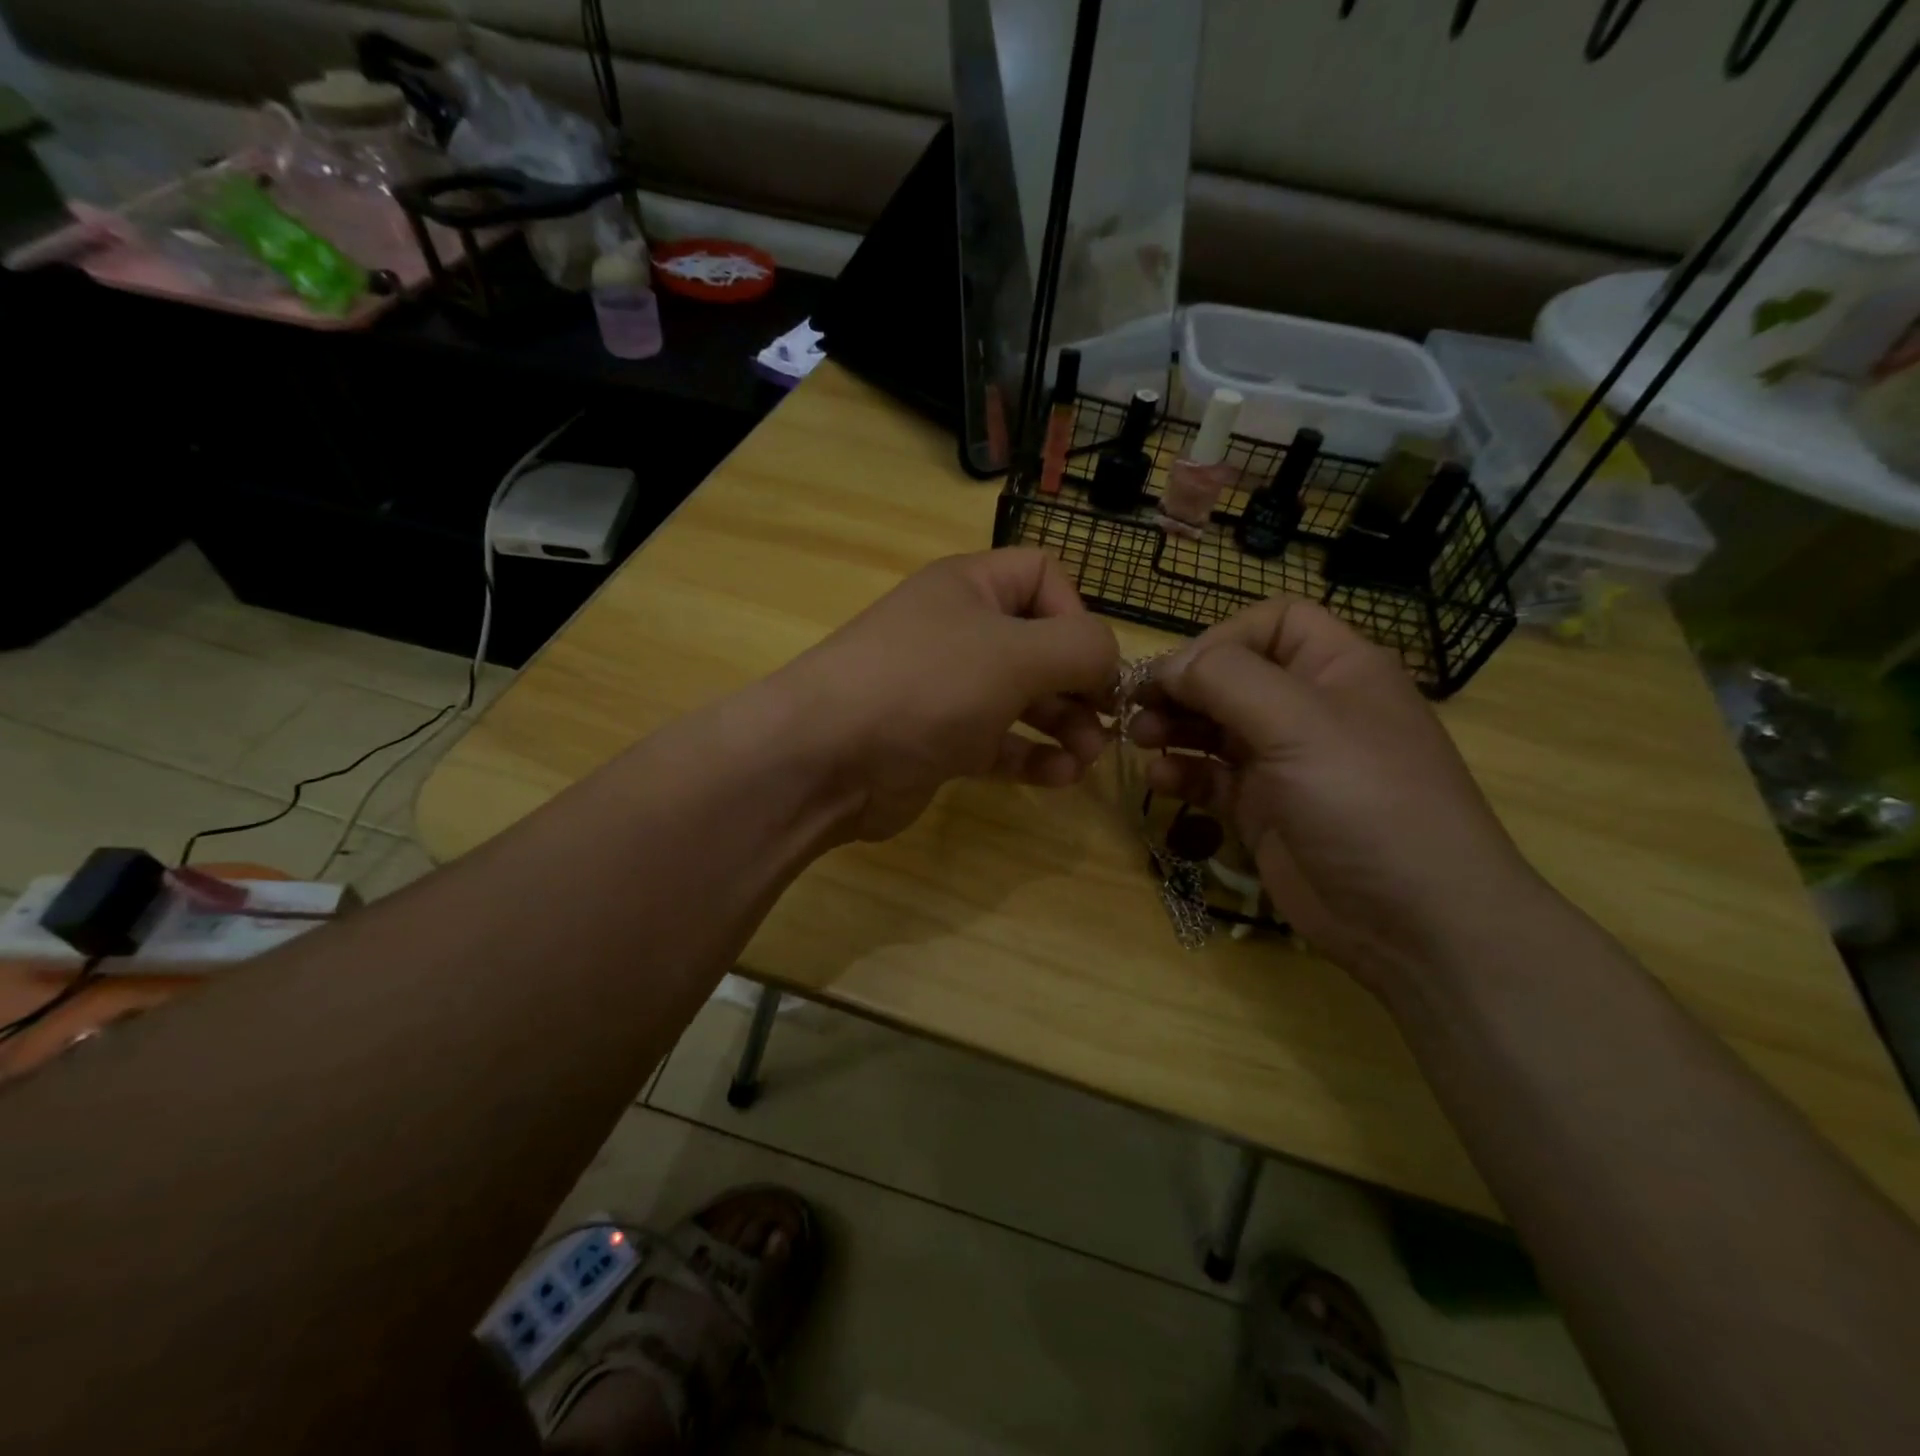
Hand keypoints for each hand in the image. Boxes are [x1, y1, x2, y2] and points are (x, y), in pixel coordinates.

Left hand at [776, 549, 1118, 841]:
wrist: (825, 757)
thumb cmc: (926, 685)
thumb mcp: (1016, 653)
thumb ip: (1081, 647)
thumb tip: (1109, 662)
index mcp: (971, 587)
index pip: (1044, 578)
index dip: (1078, 615)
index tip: (1093, 663)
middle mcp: (959, 631)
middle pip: (1040, 645)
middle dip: (1080, 683)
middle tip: (1107, 725)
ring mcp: (947, 689)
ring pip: (1023, 699)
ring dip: (1063, 726)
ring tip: (1087, 758)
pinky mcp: (939, 741)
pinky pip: (999, 743)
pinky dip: (1032, 757)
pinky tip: (1059, 778)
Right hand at [1130, 596, 1546, 997]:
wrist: (1414, 922)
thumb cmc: (1365, 801)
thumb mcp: (1300, 723)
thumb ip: (1226, 680)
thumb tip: (1168, 666)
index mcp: (1337, 670)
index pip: (1274, 623)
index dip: (1223, 637)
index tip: (1179, 671)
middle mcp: (1309, 709)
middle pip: (1233, 675)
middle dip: (1183, 685)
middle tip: (1134, 704)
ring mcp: (1285, 762)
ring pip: (1215, 726)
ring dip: (1173, 726)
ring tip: (1138, 737)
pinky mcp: (1264, 810)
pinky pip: (1212, 777)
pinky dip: (1183, 773)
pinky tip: (1160, 779)